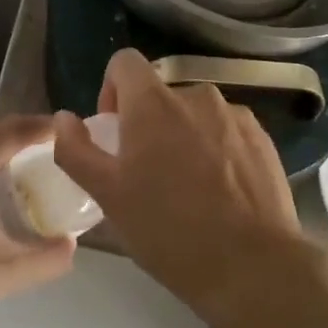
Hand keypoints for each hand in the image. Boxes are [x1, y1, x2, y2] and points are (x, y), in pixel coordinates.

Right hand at [51, 50, 312, 327]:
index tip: (114, 131)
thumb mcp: (108, 195)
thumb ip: (76, 150)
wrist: (251, 264)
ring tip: (187, 188)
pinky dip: (216, 150)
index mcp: (154, 103)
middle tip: (147, 174)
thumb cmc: (168, 229)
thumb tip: (64, 118)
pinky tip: (220, 194)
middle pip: (161, 95)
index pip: (125, 62)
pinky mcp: (263, 139)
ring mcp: (235, 116)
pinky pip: (227, 132)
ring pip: (196, 114)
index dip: (112, 89)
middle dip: (148, 124)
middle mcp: (197, 96)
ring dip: (184, 137)